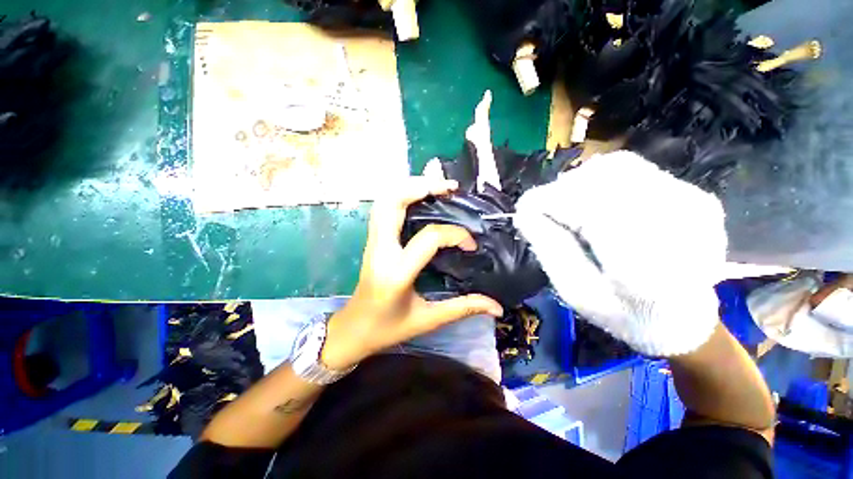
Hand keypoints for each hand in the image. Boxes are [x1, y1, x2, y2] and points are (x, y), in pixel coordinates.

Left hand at [321, 177, 503, 369]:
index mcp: (396, 272)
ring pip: (384, 201)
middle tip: (449, 188)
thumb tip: (496, 307)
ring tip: (435, 187)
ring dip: (409, 187)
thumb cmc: (388, 328)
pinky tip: (418, 199)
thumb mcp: (427, 320)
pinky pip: (382, 209)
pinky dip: (400, 196)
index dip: (456, 235)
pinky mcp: (372, 241)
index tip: (471, 246)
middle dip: (422, 187)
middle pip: (393, 202)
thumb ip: (463, 308)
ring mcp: (372, 243)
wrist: (352, 330)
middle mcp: (380, 250)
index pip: (429, 238)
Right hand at [514, 151, 727, 356]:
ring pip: (615, 165)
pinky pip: (635, 170)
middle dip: (560, 192)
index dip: (543, 202)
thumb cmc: (625, 315)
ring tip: (574, 210)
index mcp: (642, 260)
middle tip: (549, 215)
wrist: (687, 320)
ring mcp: (692, 203)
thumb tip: (524, 212)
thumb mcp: (575, 291)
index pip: (580, 204)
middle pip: (597, 178)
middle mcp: (676, 221)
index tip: (524, 212)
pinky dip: (604, 182)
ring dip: (581, 183)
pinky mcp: (694, 194)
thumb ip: (549, 248)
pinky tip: (602, 207)